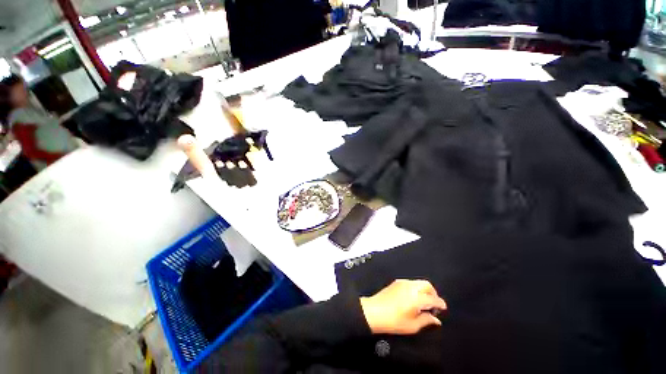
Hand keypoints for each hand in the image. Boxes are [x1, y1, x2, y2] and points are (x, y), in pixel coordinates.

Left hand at [360, 279, 446, 334]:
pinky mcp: (396, 282)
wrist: (374, 311)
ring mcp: (402, 282)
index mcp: (416, 297)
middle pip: (427, 285)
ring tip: (423, 302)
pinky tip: (414, 298)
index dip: (440, 303)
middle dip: (433, 293)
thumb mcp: (413, 325)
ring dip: (425, 290)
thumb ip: (426, 320)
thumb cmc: (394, 321)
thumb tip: (436, 319)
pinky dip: (416, 288)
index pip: (433, 298)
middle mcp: (411, 287)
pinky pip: (411, 283)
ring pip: (419, 282)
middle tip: (433, 305)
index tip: (443, 308)